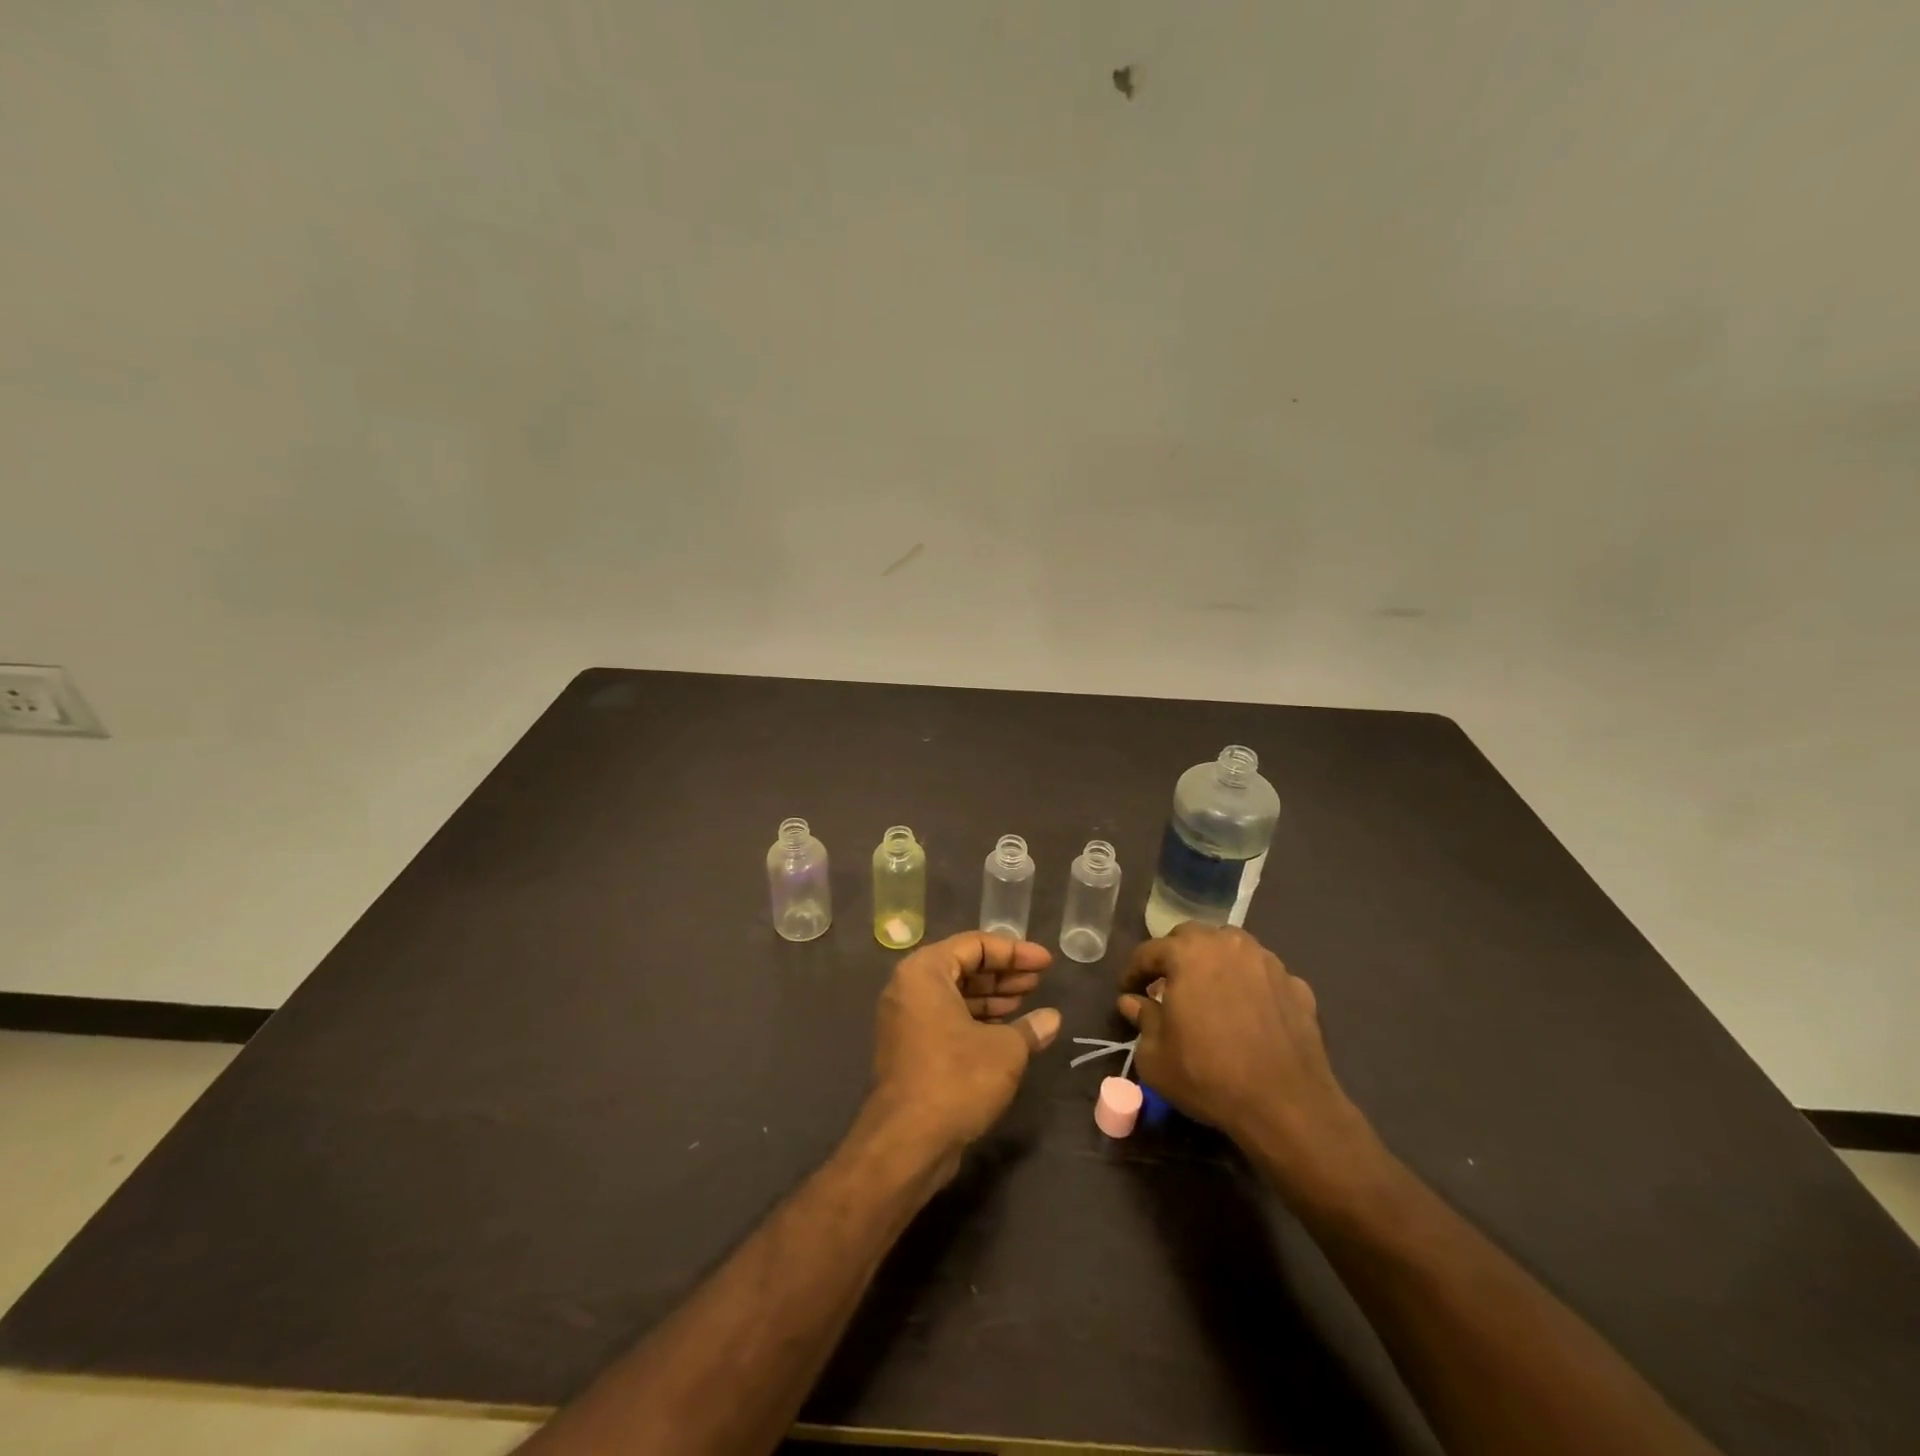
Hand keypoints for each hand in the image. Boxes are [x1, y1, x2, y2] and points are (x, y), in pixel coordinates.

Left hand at [868, 932, 1059, 1177]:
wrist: (907, 1142)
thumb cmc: (957, 1078)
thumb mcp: (1005, 1050)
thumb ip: (1029, 1028)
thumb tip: (1051, 1019)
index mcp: (925, 971)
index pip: (974, 945)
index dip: (1015, 951)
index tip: (1046, 962)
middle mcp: (909, 988)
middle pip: (963, 966)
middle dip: (1003, 973)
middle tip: (1039, 981)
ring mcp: (906, 1019)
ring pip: (956, 995)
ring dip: (992, 997)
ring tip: (1029, 1001)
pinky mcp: (910, 1048)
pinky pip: (947, 1018)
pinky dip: (976, 1019)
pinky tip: (1009, 1030)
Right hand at [1119, 924, 1372, 1195]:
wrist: (1285, 1105)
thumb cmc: (1208, 1075)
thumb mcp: (1155, 1056)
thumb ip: (1142, 1019)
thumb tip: (1132, 1002)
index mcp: (1187, 953)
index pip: (1149, 951)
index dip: (1133, 971)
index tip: (1127, 991)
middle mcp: (1227, 944)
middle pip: (1192, 937)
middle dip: (1174, 956)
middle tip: (1167, 985)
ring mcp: (1267, 962)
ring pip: (1231, 948)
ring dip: (1214, 962)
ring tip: (1209, 991)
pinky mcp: (1296, 985)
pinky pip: (1263, 975)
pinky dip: (1250, 985)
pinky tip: (1248, 1012)